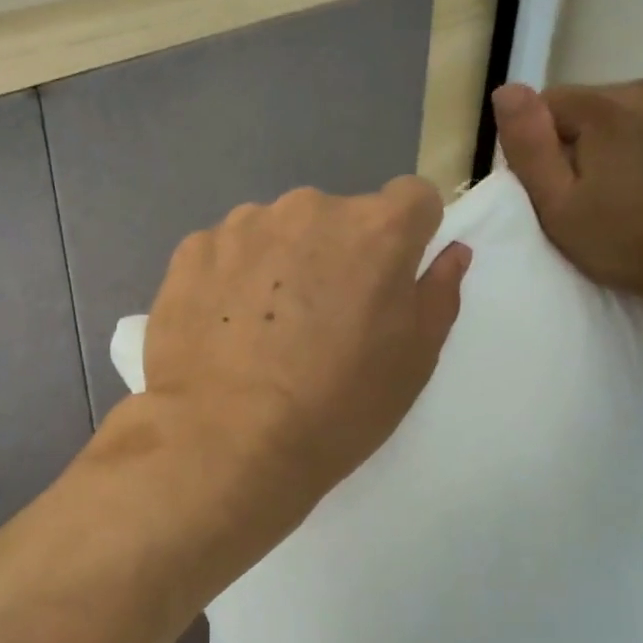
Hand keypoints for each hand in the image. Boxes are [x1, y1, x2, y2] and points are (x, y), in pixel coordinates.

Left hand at [126, 177, 470, 568]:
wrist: (225, 443)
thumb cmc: (336, 408)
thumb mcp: (413, 362)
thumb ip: (437, 293)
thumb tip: (451, 252)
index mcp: (375, 230)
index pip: (413, 199)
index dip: (408, 236)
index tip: (389, 279)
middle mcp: (309, 208)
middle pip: (338, 218)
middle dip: (338, 253)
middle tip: (321, 320)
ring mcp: (243, 225)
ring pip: (277, 231)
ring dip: (280, 262)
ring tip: (263, 329)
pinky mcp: (192, 250)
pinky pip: (226, 251)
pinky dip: (229, 277)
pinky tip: (222, 328)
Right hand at [491, 77, 642, 324]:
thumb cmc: (627, 243)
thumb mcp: (558, 208)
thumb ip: (529, 146)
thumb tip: (506, 90)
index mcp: (607, 110)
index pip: (553, 102)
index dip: (548, 142)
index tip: (564, 181)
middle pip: (604, 101)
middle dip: (597, 134)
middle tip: (608, 186)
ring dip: (641, 130)